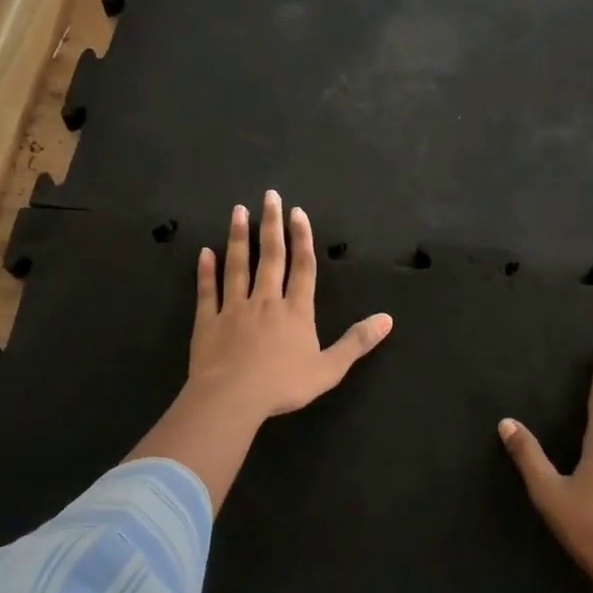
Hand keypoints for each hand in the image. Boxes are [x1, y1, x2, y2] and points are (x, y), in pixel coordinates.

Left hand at [185, 191, 393, 424]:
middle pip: (270, 257)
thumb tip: (387, 319)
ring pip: (237, 266)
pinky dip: (206, 272)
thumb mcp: (329, 369)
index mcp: (296, 311)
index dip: (302, 238)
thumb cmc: (283, 385)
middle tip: (269, 196)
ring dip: (238, 238)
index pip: (302, 267)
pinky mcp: (208, 322)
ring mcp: (234, 309)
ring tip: (238, 211)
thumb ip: (356, 342)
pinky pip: (208, 292)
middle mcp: (266, 301)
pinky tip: (205, 253)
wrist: (233, 397)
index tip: (297, 212)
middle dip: (271, 225)